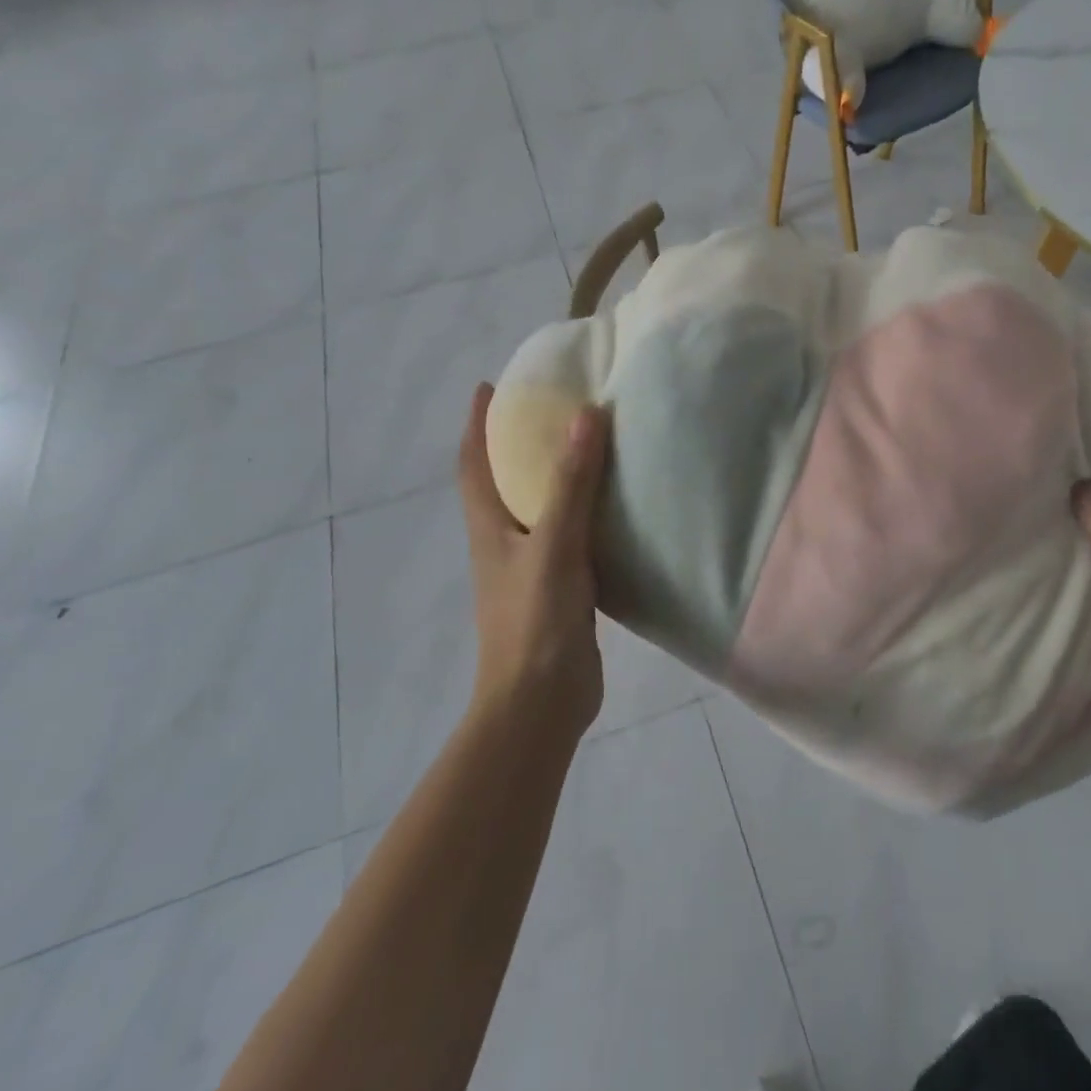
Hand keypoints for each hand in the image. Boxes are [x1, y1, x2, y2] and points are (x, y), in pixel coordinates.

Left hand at [457, 384, 608, 740]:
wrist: (541, 703)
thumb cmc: (535, 620)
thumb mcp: (555, 544)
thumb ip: (571, 483)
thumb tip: (585, 414)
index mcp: (490, 527)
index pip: (473, 463)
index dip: (477, 423)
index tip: (489, 386)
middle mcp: (504, 542)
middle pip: (502, 481)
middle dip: (516, 443)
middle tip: (551, 407)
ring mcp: (531, 568)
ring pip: (539, 508)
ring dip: (554, 476)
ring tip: (588, 445)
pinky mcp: (560, 590)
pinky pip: (571, 536)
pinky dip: (585, 512)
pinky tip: (616, 506)